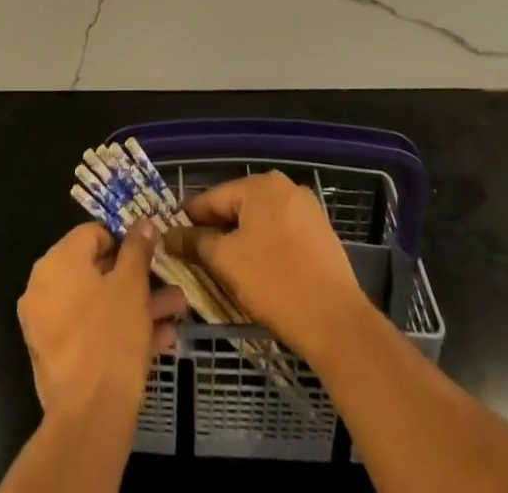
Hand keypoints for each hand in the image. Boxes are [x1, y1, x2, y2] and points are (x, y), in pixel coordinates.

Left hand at [17, 222, 186, 423]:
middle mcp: (44, 288)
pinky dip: (120, 331)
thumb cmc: (111, 337)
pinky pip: (91, 332)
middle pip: (97, 271)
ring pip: (99, 304)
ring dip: (137, 305)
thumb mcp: (132, 285)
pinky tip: (161, 340)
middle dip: (138, 278)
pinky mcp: (58, 358)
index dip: (125, 239)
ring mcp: (48, 326)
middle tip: (168, 280)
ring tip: (176, 310)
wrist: (89, 420)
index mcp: (56, 262)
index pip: (93, 234)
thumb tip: (142, 223)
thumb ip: (137, 248)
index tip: (151, 251)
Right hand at [165, 172, 373, 361]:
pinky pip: (280, 233)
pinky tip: (258, 272)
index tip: (172, 239)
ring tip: (226, 269)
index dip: (189, 220)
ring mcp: (306, 209)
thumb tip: (170, 235)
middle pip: (237, 207)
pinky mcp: (319, 233)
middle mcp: (284, 187)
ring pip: (259, 221)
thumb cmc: (275, 284)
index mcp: (260, 185)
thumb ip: (196, 242)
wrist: (337, 323)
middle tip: (197, 259)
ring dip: (240, 240)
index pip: (212, 198)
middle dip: (216, 231)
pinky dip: (264, 247)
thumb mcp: (226, 262)